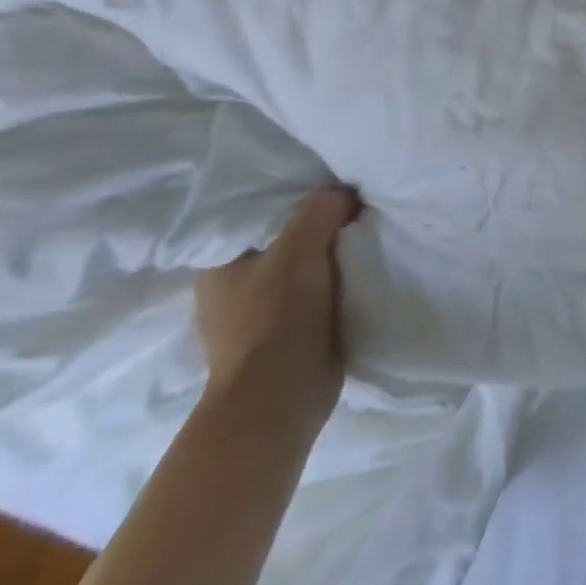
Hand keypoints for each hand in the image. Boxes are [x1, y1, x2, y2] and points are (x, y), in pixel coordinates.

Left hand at [194, 185, 360, 433]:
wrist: (280, 396)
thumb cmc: (276, 318)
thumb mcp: (299, 249)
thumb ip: (320, 210)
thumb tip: (344, 194)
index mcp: (219, 265)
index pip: (260, 215)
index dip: (297, 199)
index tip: (334, 188)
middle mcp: (233, 286)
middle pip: (285, 239)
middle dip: (319, 226)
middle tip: (357, 207)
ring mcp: (259, 313)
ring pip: (303, 266)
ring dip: (331, 255)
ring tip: (366, 235)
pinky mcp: (286, 333)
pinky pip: (316, 291)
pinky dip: (336, 281)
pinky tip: (360, 269)